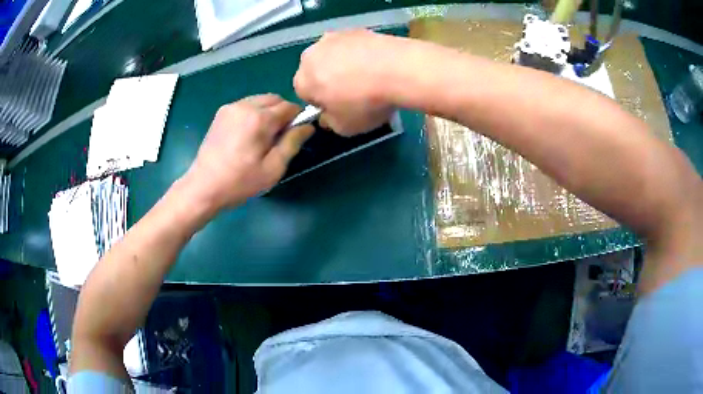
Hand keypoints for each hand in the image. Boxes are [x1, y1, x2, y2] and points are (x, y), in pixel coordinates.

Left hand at [184, 94, 312, 210]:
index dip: (298, 118)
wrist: (204, 187)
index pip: (290, 106)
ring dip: (268, 112)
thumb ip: (293, 143)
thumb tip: (308, 126)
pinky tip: (248, 134)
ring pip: (260, 100)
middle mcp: (246, 106)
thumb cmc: (240, 182)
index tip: (295, 135)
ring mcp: (231, 107)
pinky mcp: (221, 113)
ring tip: (262, 136)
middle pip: (275, 99)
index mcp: (260, 118)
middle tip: (279, 137)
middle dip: (283, 113)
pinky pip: (246, 105)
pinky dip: (254, 113)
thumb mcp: (273, 168)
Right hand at [294, 30, 401, 135]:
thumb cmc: (365, 103)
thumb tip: (327, 115)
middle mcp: (311, 54)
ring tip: (368, 76)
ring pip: (333, 55)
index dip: (322, 102)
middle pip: (316, 70)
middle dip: (329, 79)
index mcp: (302, 80)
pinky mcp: (355, 29)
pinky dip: (360, 53)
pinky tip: (377, 63)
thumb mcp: (344, 127)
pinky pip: (352, 45)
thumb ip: (329, 122)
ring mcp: (333, 37)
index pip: (305, 94)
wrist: (398, 70)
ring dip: (343, 64)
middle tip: (353, 92)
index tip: (339, 108)